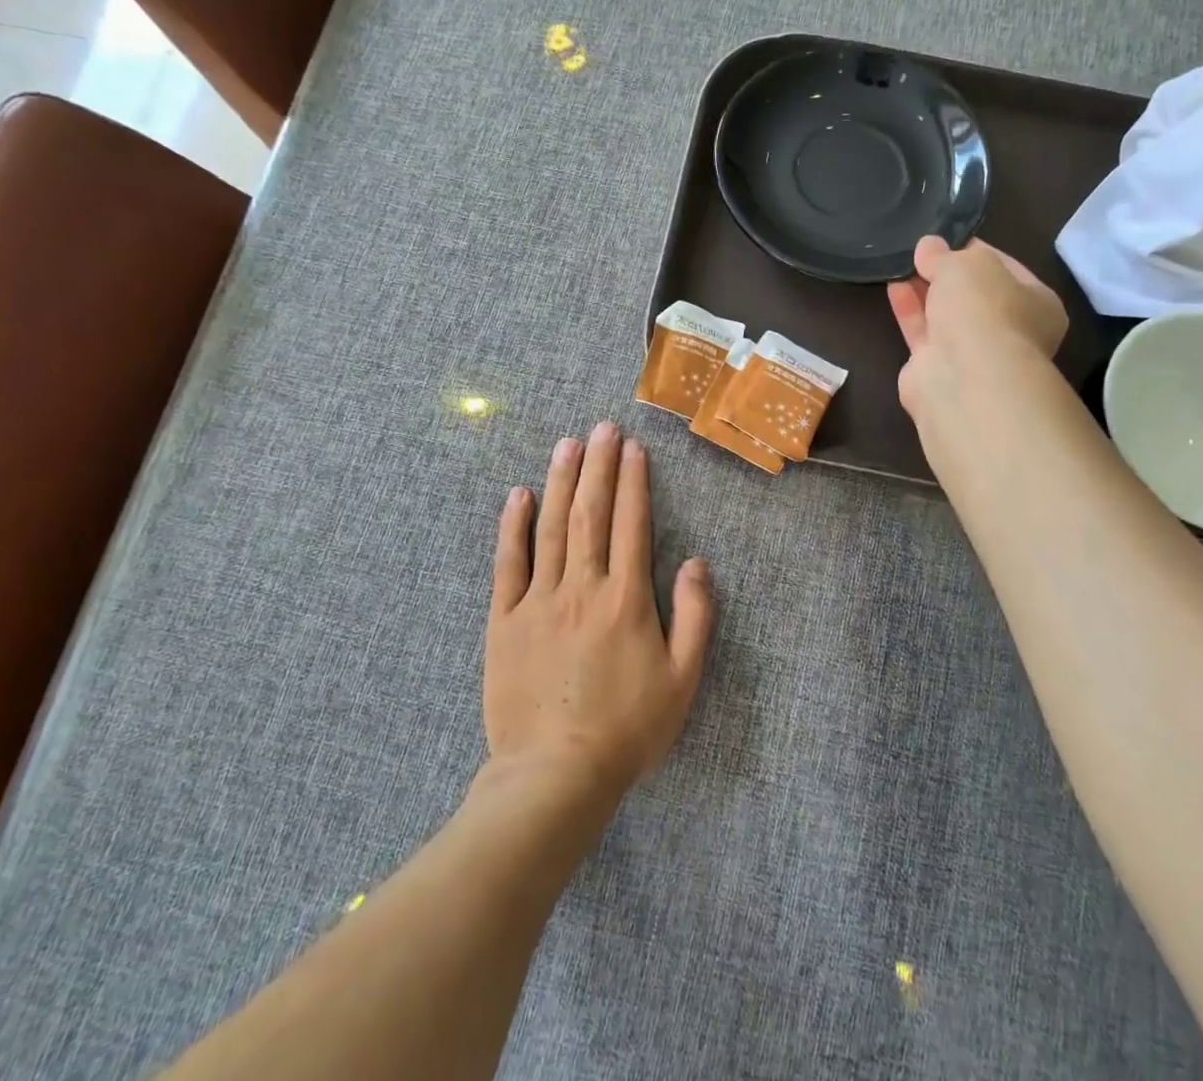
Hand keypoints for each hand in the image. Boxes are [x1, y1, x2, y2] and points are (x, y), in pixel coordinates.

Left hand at [484, 423, 714, 803]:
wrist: (554, 775)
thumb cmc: (627, 730)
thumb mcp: (683, 680)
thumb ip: (695, 616)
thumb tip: (696, 561)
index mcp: (626, 599)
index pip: (632, 523)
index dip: (633, 481)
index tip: (633, 448)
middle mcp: (583, 587)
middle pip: (591, 513)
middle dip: (598, 466)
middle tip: (602, 427)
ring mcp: (539, 600)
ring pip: (551, 527)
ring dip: (561, 481)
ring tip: (567, 444)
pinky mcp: (505, 620)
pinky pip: (508, 563)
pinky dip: (512, 526)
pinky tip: (518, 494)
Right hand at [887, 235, 1069, 439]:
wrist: (964, 378)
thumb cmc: (983, 311)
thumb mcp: (966, 265)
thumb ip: (944, 254)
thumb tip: (928, 246)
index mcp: (1037, 304)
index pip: (1005, 268)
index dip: (975, 250)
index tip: (946, 237)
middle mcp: (1008, 331)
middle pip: (973, 295)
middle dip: (946, 274)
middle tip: (919, 252)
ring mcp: (972, 355)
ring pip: (945, 315)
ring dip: (924, 290)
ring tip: (900, 264)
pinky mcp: (937, 370)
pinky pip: (922, 333)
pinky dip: (909, 310)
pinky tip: (893, 287)